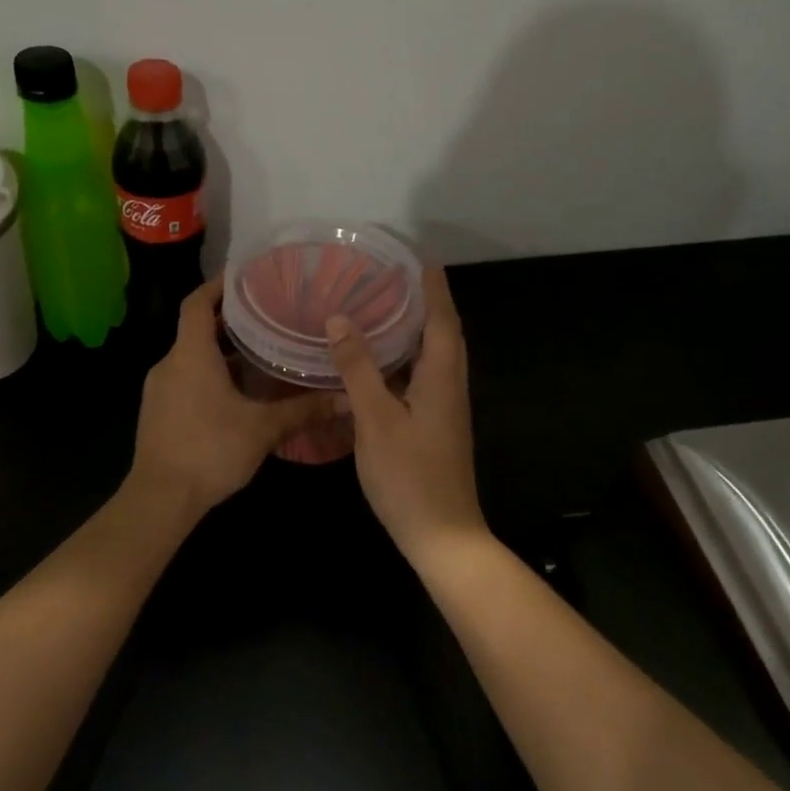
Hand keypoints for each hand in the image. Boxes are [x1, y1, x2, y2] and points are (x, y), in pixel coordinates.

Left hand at [128, 279, 334, 517]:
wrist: (160, 499)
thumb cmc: (210, 451)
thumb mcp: (263, 428)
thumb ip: (304, 409)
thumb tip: (346, 398)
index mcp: (190, 355)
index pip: (196, 303)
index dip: (217, 285)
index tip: (244, 278)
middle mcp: (169, 364)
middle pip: (196, 329)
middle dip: (229, 321)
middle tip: (267, 315)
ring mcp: (159, 389)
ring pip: (191, 357)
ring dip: (221, 352)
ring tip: (260, 352)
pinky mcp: (158, 412)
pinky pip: (185, 379)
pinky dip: (209, 375)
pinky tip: (237, 393)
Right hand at [327, 264, 486, 560]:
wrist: (443, 535)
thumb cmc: (410, 476)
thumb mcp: (376, 420)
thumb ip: (358, 369)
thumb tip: (339, 319)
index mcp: (441, 377)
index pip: (442, 318)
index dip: (432, 285)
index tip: (418, 255)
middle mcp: (450, 386)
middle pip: (443, 333)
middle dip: (425, 301)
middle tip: (394, 277)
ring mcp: (444, 409)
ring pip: (433, 357)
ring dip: (415, 330)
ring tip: (383, 308)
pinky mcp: (435, 426)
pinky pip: (423, 378)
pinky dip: (404, 360)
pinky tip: (377, 363)